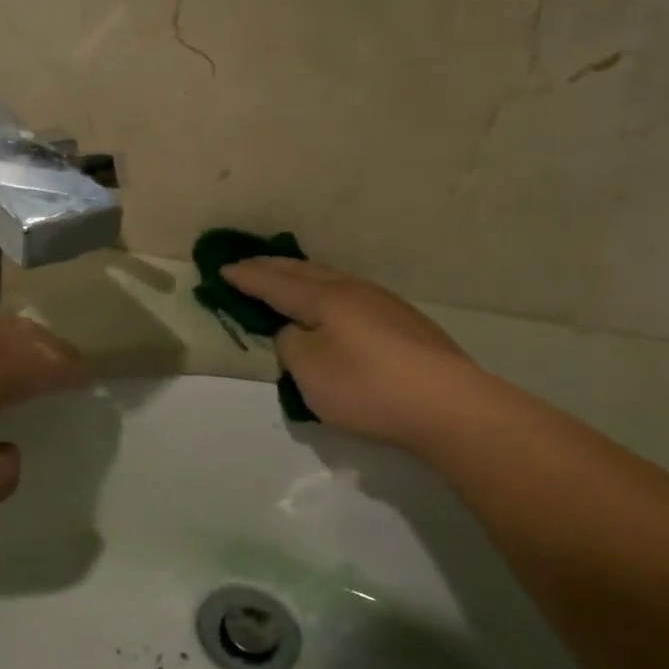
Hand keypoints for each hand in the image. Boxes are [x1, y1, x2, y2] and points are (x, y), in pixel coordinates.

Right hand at [225, 259, 472, 451]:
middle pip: (304, 272)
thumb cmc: (367, 386)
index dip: (246, 277)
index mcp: (325, 298)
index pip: (275, 282)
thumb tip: (296, 331)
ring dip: (302, 277)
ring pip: (331, 279)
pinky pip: (350, 295)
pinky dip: (326, 293)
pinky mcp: (404, 322)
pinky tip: (331, 305)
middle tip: (247, 264)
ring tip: (286, 279)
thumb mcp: (308, 371)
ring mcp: (383, 303)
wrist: (447, 404)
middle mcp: (353, 290)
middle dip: (271, 267)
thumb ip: (290, 344)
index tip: (222, 269)